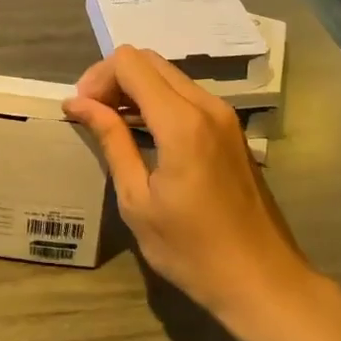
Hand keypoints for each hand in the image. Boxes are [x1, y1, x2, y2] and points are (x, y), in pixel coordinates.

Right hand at [64, 47, 315, 329]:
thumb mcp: (137, 200)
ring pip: (169, 75)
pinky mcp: (231, 128)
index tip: (80, 109)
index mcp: (182, 121)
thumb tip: (78, 103)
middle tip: (92, 114)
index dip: (98, 78)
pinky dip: (158, 100)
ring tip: (111, 123)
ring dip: (136, 88)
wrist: (262, 281)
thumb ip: (111, 140)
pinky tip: (143, 132)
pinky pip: (186, 94)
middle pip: (150, 60)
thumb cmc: (192, 250)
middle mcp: (206, 105)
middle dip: (114, 78)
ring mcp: (224, 115)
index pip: (130, 63)